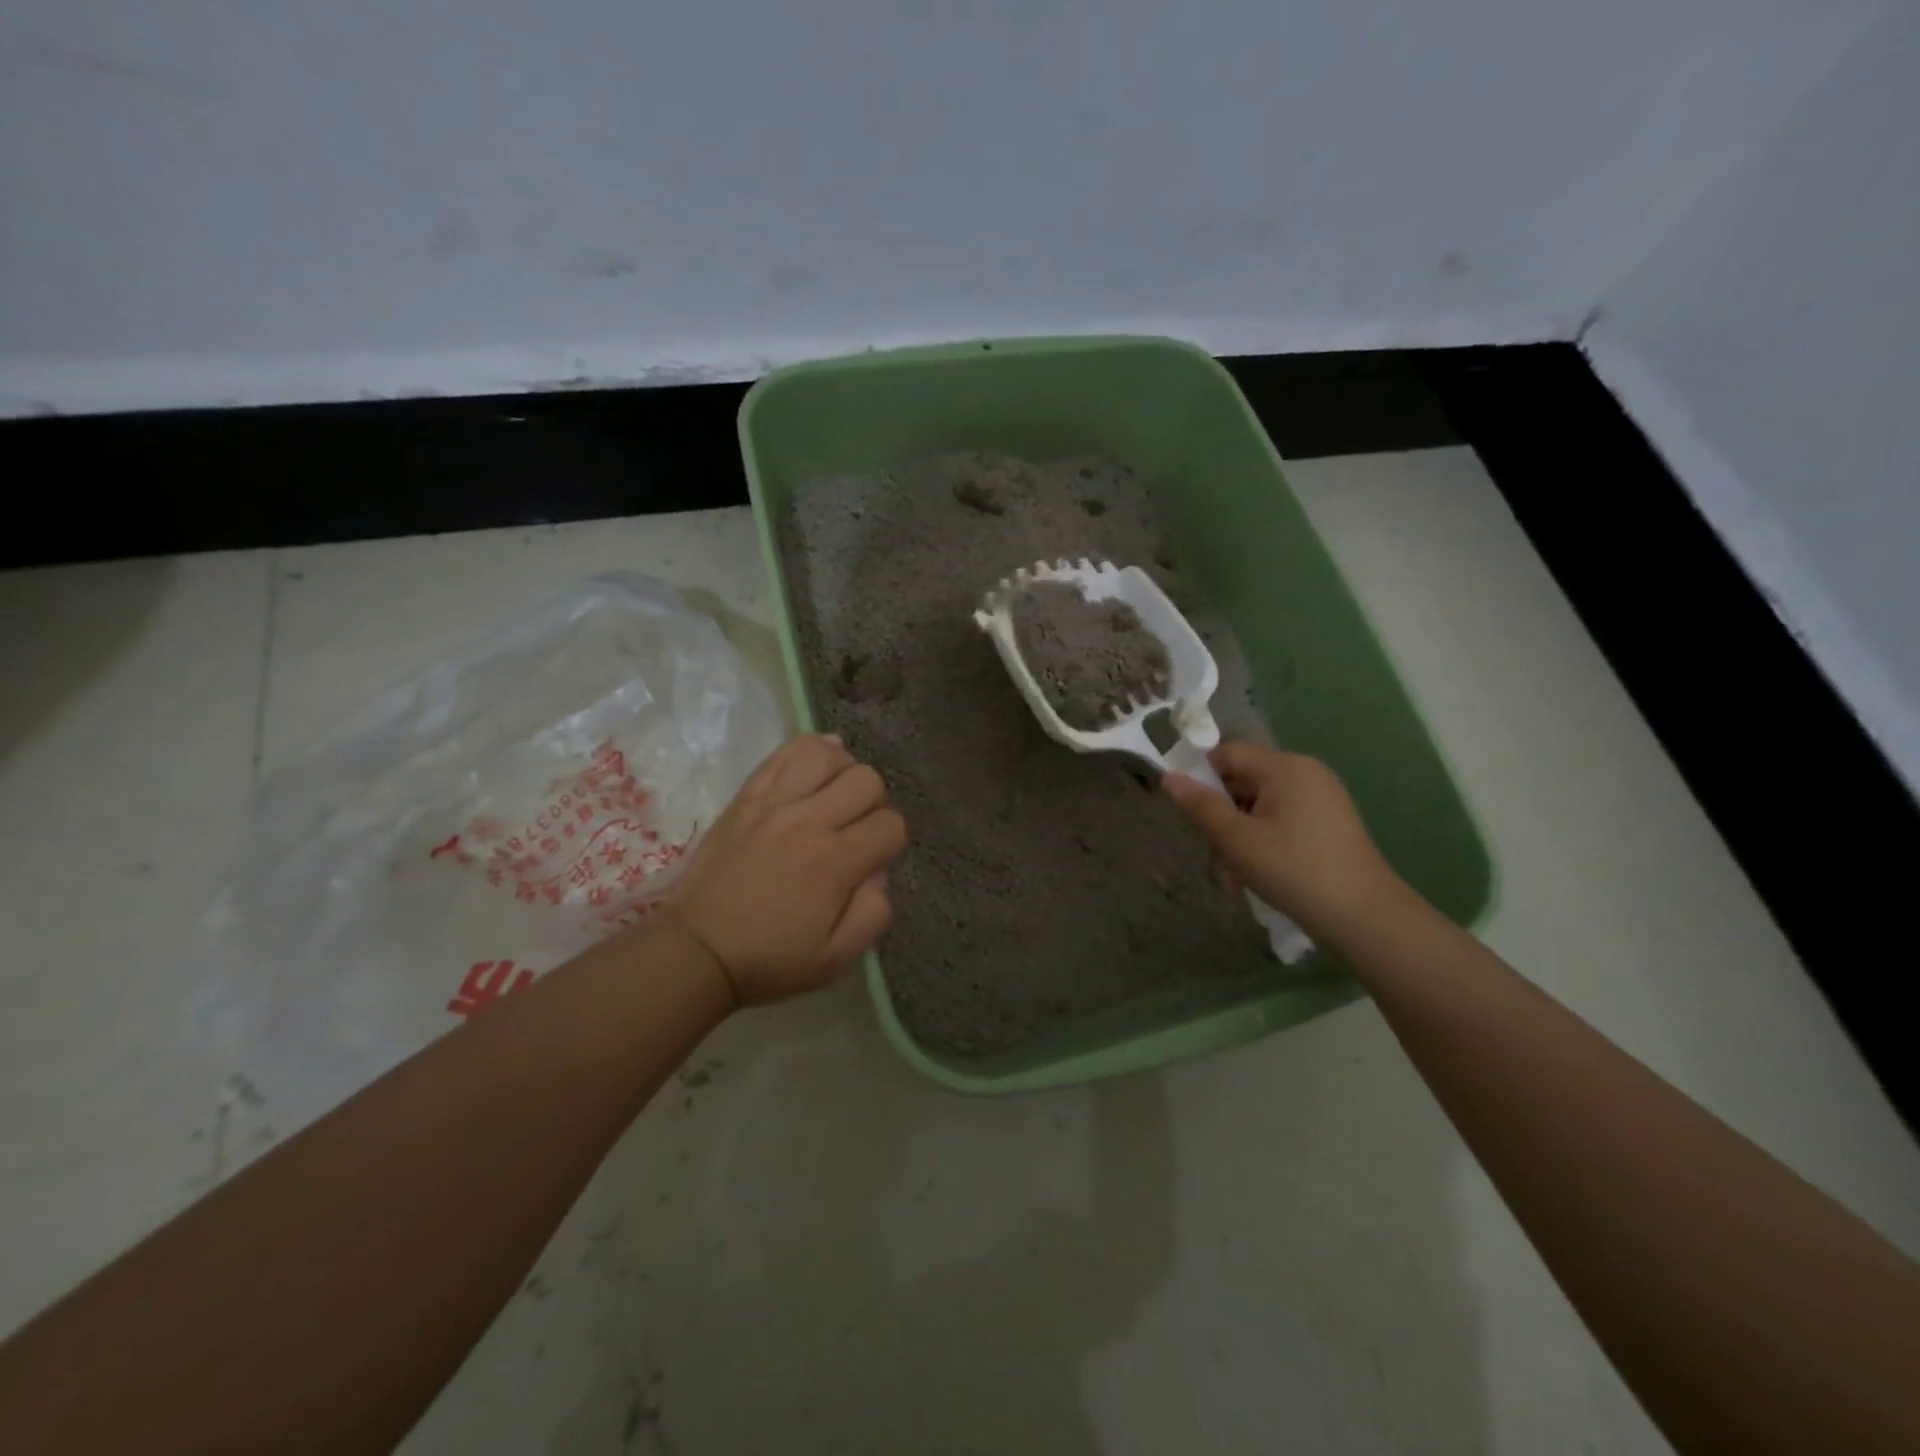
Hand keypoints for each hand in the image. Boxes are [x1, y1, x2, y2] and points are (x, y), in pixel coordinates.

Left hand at [664, 735, 907, 1005]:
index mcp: (835, 863)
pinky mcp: (747, 796)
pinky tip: (815, 766)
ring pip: (827, 755)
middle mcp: (809, 822)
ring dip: (842, 771)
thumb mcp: (835, 959)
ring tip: (834, 795)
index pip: (891, 824)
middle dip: (873, 803)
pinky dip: (809, 750)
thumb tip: (879, 874)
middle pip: (866, 780)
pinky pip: (784, 753)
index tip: (873, 860)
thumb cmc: (769, 959)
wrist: (696, 948)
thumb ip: (873, 915)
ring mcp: (774, 803)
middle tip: (854, 829)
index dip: (891, 841)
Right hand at [1162, 740, 1400, 934]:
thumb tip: (1168, 777)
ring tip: (1236, 872)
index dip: (1200, 774)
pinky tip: (1261, 872)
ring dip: (1240, 831)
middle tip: (1212, 850)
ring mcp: (1323, 798)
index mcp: (1285, 767)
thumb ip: (1200, 806)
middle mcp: (1306, 773)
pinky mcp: (1330, 824)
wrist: (1365, 917)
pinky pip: (1283, 819)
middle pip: (1244, 778)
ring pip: (1261, 804)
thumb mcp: (1236, 840)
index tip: (1187, 810)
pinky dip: (1264, 839)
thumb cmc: (1293, 870)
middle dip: (1221, 811)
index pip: (1227, 752)